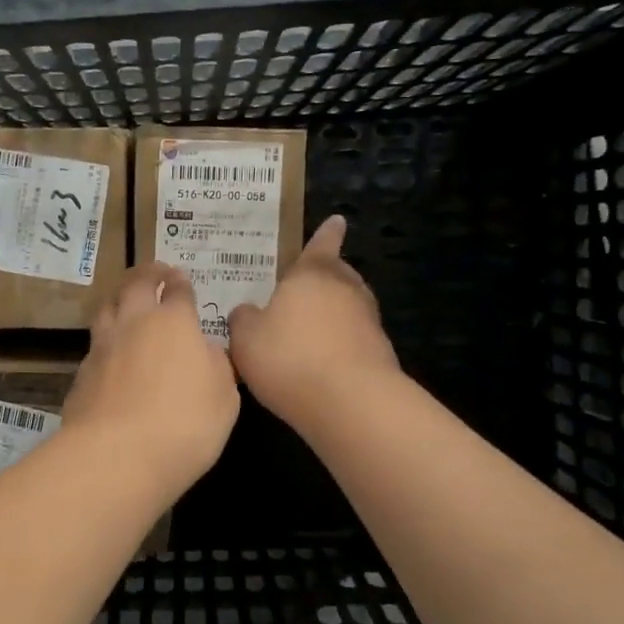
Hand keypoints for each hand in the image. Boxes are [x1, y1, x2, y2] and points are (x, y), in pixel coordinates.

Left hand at [61, 263, 239, 484]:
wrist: (117, 456)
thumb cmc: (185, 424)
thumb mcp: (224, 398)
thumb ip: (217, 366)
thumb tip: (207, 350)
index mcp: (173, 323)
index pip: (178, 292)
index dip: (181, 283)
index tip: (181, 279)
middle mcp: (134, 324)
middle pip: (135, 285)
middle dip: (147, 274)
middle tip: (155, 272)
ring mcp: (102, 347)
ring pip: (106, 308)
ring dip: (119, 298)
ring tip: (126, 300)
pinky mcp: (81, 374)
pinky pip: (94, 346)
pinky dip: (105, 340)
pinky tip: (110, 354)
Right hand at [227, 215, 398, 432]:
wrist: (351, 402)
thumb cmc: (290, 357)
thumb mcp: (246, 338)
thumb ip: (243, 319)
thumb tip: (247, 311)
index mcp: (312, 274)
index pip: (321, 243)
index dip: (326, 234)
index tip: (337, 221)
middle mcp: (345, 288)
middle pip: (337, 274)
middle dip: (325, 277)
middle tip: (304, 286)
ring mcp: (368, 320)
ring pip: (348, 306)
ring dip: (332, 313)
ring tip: (308, 328)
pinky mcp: (380, 353)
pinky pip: (353, 338)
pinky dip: (339, 343)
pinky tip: (320, 363)